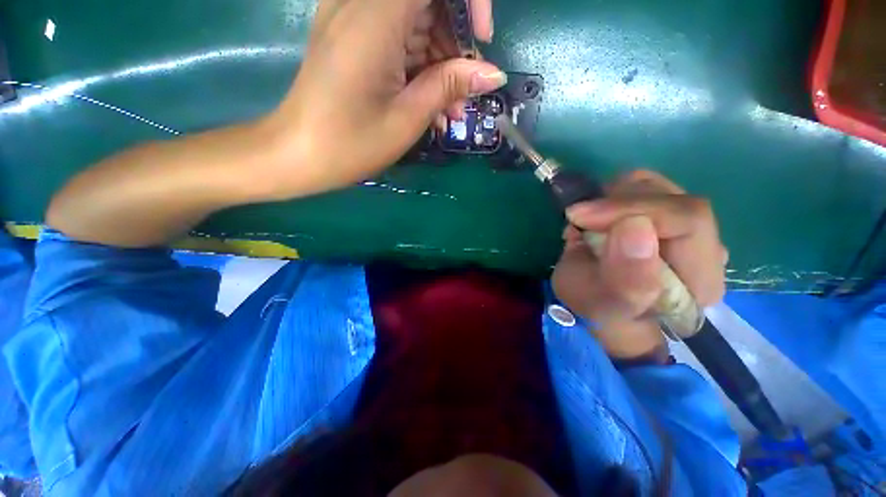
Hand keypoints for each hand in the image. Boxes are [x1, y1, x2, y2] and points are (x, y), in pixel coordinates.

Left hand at [261, 0, 504, 198]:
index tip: (481, 41)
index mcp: (374, 16)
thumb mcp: (407, 118)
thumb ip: (450, 86)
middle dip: (455, 43)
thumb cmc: (351, 144)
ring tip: (449, 109)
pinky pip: (397, 36)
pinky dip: (419, 65)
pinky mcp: (351, 37)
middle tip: (463, 93)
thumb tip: (493, 73)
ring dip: (440, 62)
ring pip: (416, 21)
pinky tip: (428, 102)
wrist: (299, 154)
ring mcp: (352, 18)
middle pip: (427, 2)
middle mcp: (359, 3)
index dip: (469, 3)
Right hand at [552, 170, 727, 359]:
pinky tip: (595, 220)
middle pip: (671, 197)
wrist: (599, 306)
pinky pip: (637, 186)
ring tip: (586, 226)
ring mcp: (682, 225)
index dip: (632, 210)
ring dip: (609, 200)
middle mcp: (703, 246)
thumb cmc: (599, 309)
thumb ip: (626, 277)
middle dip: (615, 204)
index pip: (688, 219)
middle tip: (579, 221)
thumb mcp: (604, 303)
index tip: (582, 217)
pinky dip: (607, 196)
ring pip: (653, 185)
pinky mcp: (661, 213)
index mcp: (701, 277)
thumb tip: (634, 225)